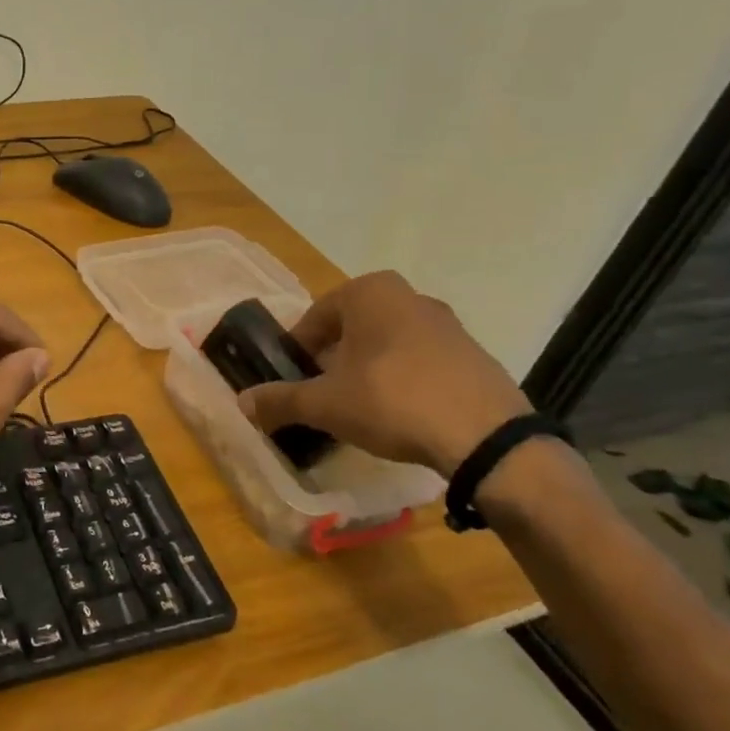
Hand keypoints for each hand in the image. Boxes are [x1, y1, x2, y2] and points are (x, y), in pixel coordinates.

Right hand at [236, 271, 529, 474]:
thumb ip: (280, 399)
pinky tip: (399, 414)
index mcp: (369, 292)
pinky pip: (420, 362)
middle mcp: (409, 296)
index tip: (293, 380)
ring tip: (359, 407)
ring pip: (387, 344)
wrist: (487, 438)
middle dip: (333, 358)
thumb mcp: (324, 404)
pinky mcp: (474, 355)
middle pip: (351, 328)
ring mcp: (448, 324)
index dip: (298, 351)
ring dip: (367, 369)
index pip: (314, 318)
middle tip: (322, 393)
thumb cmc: (391, 401)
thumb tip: (242, 402)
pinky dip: (402, 380)